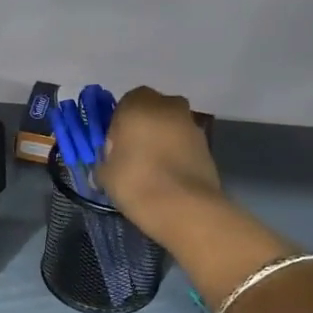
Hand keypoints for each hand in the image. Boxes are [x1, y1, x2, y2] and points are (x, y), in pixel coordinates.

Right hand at [93, 86, 222, 243]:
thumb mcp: (105, 174)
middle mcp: (168, 105)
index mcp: (138, 104)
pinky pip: (184, 144)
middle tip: (133, 156)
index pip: (124, 105)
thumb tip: (110, 163)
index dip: (118, 126)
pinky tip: (169, 178)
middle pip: (151, 112)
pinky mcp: (207, 144)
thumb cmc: (137, 182)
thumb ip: (106, 160)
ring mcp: (191, 124)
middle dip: (142, 128)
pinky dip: (177, 154)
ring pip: (170, 126)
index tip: (115, 149)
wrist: (185, 207)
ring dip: (162, 141)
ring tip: (153, 171)